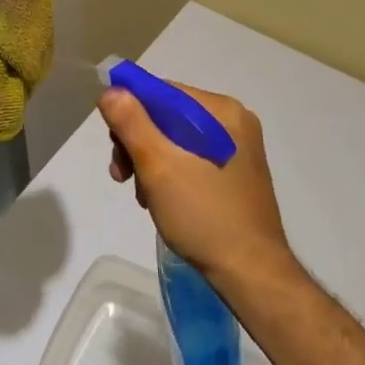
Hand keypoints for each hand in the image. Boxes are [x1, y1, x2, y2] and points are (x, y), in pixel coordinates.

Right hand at [100, 80, 293, 285]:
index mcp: (221, 111)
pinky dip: (170, 172)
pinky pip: (192, 157)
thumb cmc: (203, 214)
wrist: (252, 274)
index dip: (130, 112)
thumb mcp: (157, 165)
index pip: (162, 92)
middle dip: (138, 142)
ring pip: (176, 139)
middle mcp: (233, 122)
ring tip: (143, 195)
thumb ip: (131, 122)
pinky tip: (161, 199)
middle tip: (122, 176)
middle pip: (167, 115)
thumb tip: (112, 90)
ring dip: (150, 161)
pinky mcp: (236, 173)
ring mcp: (237, 149)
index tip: (114, 145)